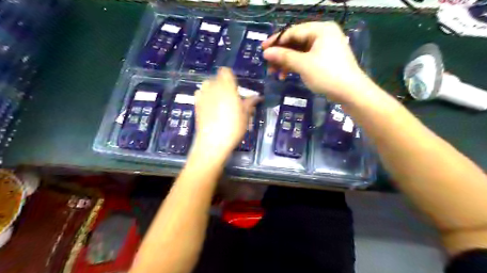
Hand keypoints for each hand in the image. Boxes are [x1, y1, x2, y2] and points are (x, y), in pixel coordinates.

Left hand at [192, 68, 261, 159]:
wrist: (213, 141)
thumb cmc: (233, 127)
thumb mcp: (245, 115)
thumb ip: (250, 103)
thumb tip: (257, 97)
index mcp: (227, 87)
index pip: (226, 71)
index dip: (230, 77)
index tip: (236, 88)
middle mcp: (213, 87)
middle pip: (216, 78)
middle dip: (223, 84)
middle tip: (230, 98)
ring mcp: (202, 95)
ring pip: (207, 85)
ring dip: (213, 89)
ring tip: (219, 102)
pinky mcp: (196, 103)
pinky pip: (200, 93)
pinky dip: (205, 96)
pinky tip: (209, 107)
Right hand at [263, 21, 373, 102]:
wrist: (350, 92)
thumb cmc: (327, 74)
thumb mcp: (303, 64)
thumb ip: (284, 57)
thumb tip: (266, 53)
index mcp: (321, 29)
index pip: (293, 32)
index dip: (276, 41)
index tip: (262, 50)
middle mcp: (323, 35)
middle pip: (296, 42)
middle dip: (281, 54)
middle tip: (268, 65)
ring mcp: (324, 47)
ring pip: (299, 52)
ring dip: (286, 62)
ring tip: (275, 73)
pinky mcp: (324, 59)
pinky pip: (305, 59)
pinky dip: (295, 66)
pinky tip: (286, 75)